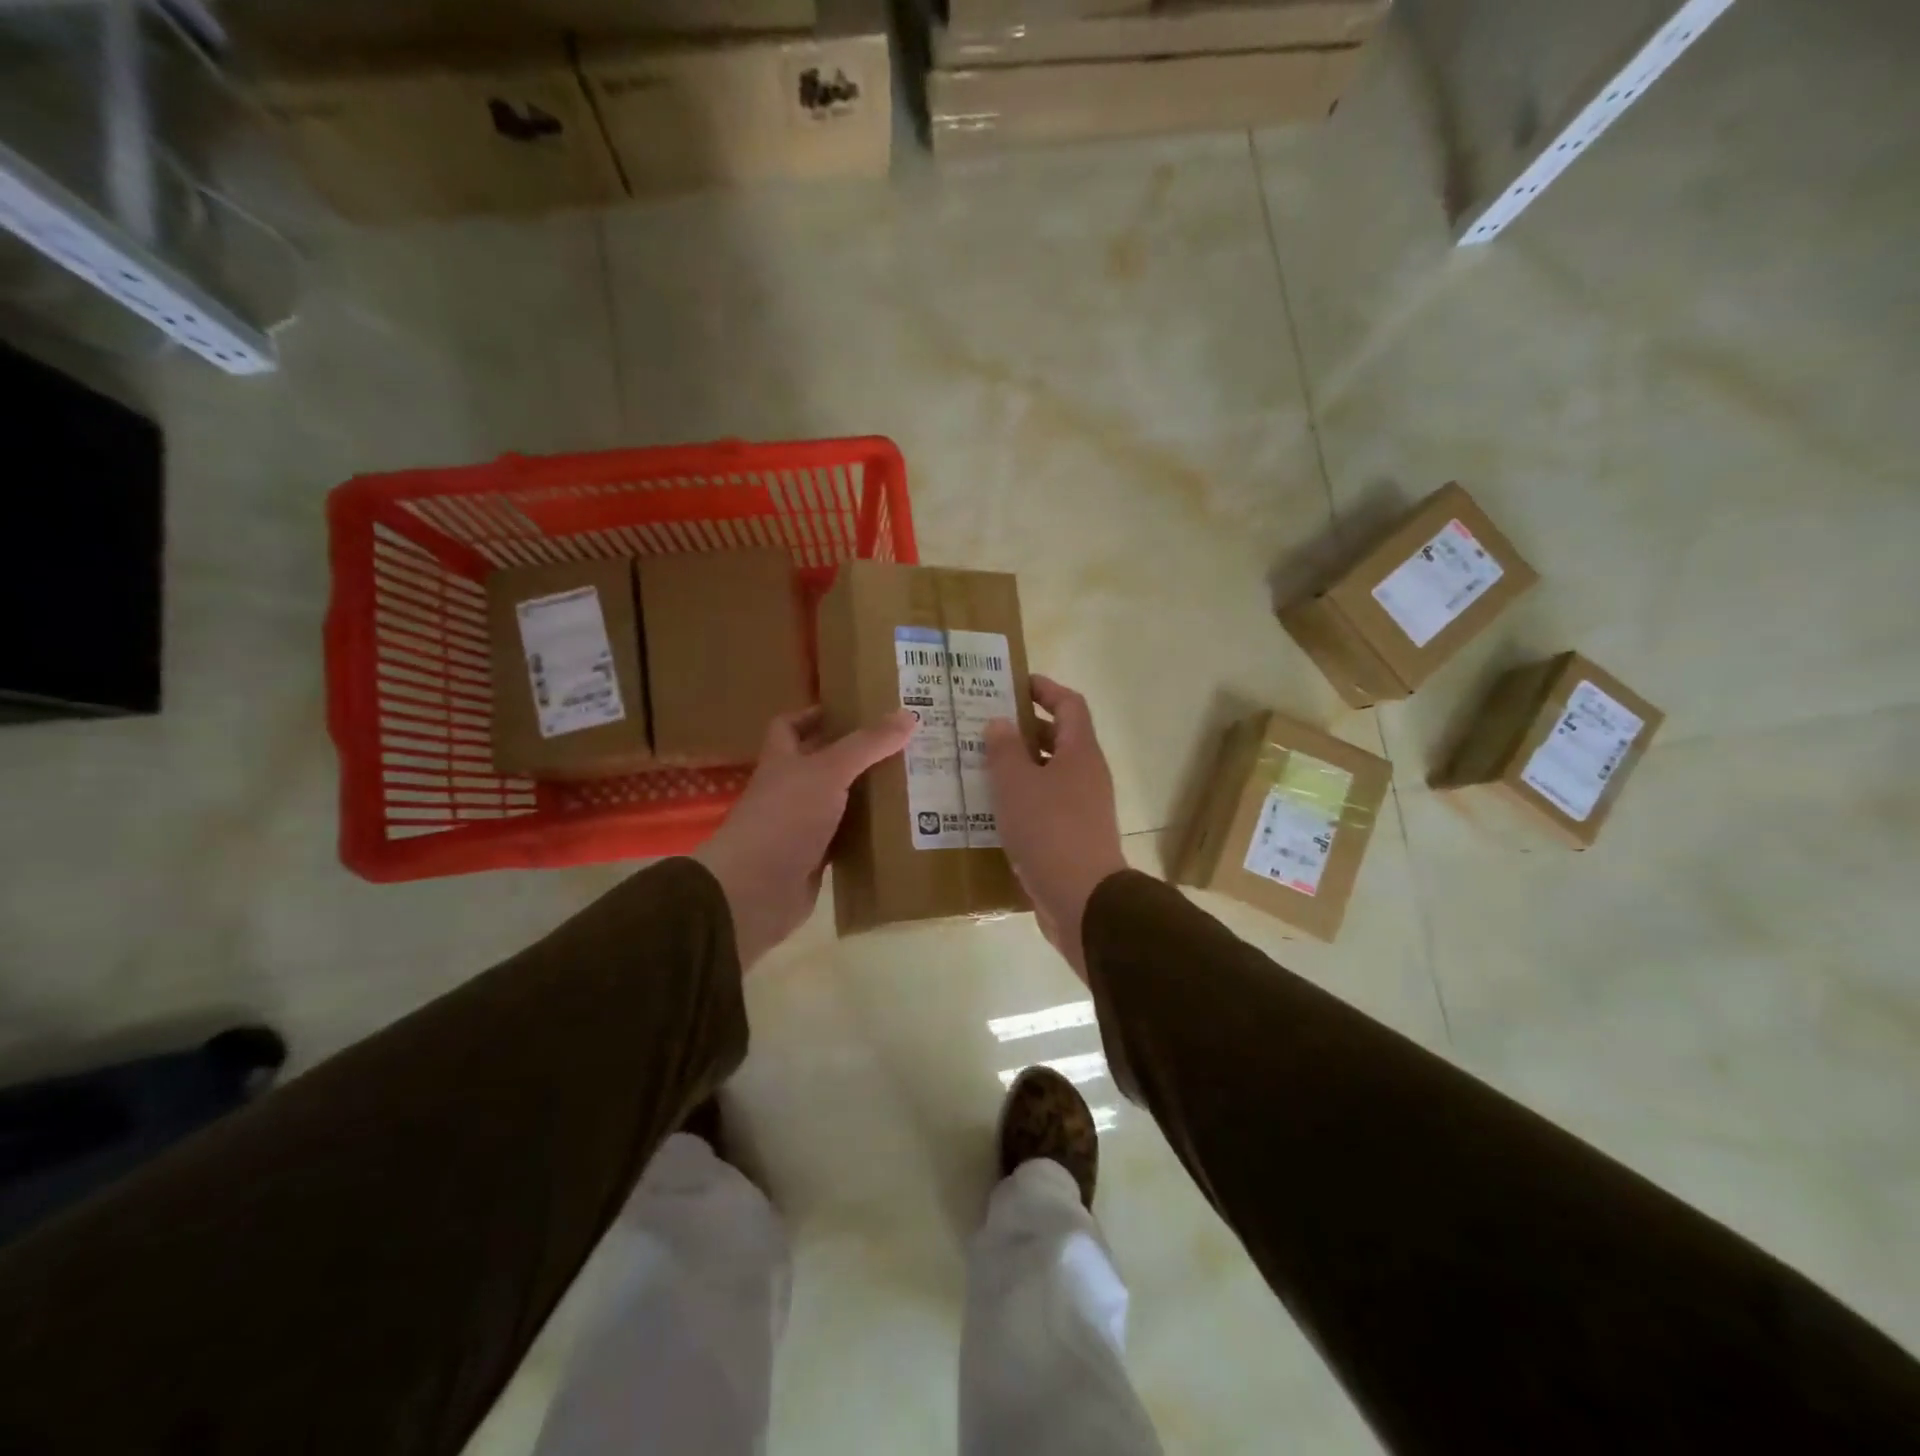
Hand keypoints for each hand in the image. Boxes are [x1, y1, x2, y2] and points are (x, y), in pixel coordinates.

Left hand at [694, 707, 913, 969]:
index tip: (853, 710)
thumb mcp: (829, 771)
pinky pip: (846, 839)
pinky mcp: (815, 859)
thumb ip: (867, 744)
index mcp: (782, 761)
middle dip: (856, 755)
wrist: (756, 890)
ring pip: (838, 803)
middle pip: (822, 764)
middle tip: (900, 745)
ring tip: (910, 780)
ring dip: (866, 795)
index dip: (815, 715)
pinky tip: (898, 827)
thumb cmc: (785, 817)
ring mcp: (801, 826)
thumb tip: (909, 714)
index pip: (790, 726)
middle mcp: (789, 790)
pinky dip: (867, 834)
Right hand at [984, 675, 1126, 981]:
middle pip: (1060, 738)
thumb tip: (1000, 723)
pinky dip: (1022, 799)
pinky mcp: (1072, 837)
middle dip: (1026, 729)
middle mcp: (1087, 775)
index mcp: (1081, 753)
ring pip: (1050, 774)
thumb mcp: (1017, 784)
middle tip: (985, 725)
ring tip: (981, 765)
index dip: (1045, 689)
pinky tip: (992, 809)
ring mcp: (1082, 808)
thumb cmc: (1049, 831)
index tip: (1015, 684)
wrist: (1083, 900)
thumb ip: (1005, 750)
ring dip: (1020, 766)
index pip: (1069, 704)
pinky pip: (1045, 805)